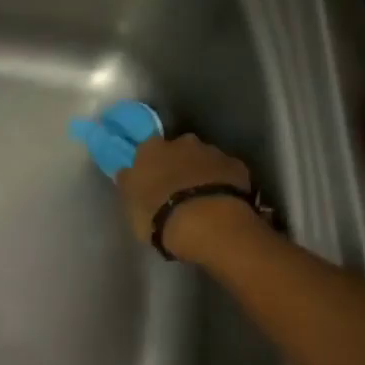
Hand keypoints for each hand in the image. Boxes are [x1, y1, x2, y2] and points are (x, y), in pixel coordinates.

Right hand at [113, 134, 257, 262]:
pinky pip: (226, 172)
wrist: (207, 222)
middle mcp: (182, 142)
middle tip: (175, 188)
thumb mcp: (130, 205)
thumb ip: (129, 184)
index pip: (146, 149)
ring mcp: (212, 152)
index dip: (149, 164)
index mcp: (150, 149)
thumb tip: (127, 173)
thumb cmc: (158, 214)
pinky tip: (220, 201)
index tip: (149, 179)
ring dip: (200, 173)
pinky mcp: (237, 166)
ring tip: (199, 199)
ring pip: (203, 159)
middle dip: (177, 164)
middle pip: (178, 149)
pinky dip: (222, 182)